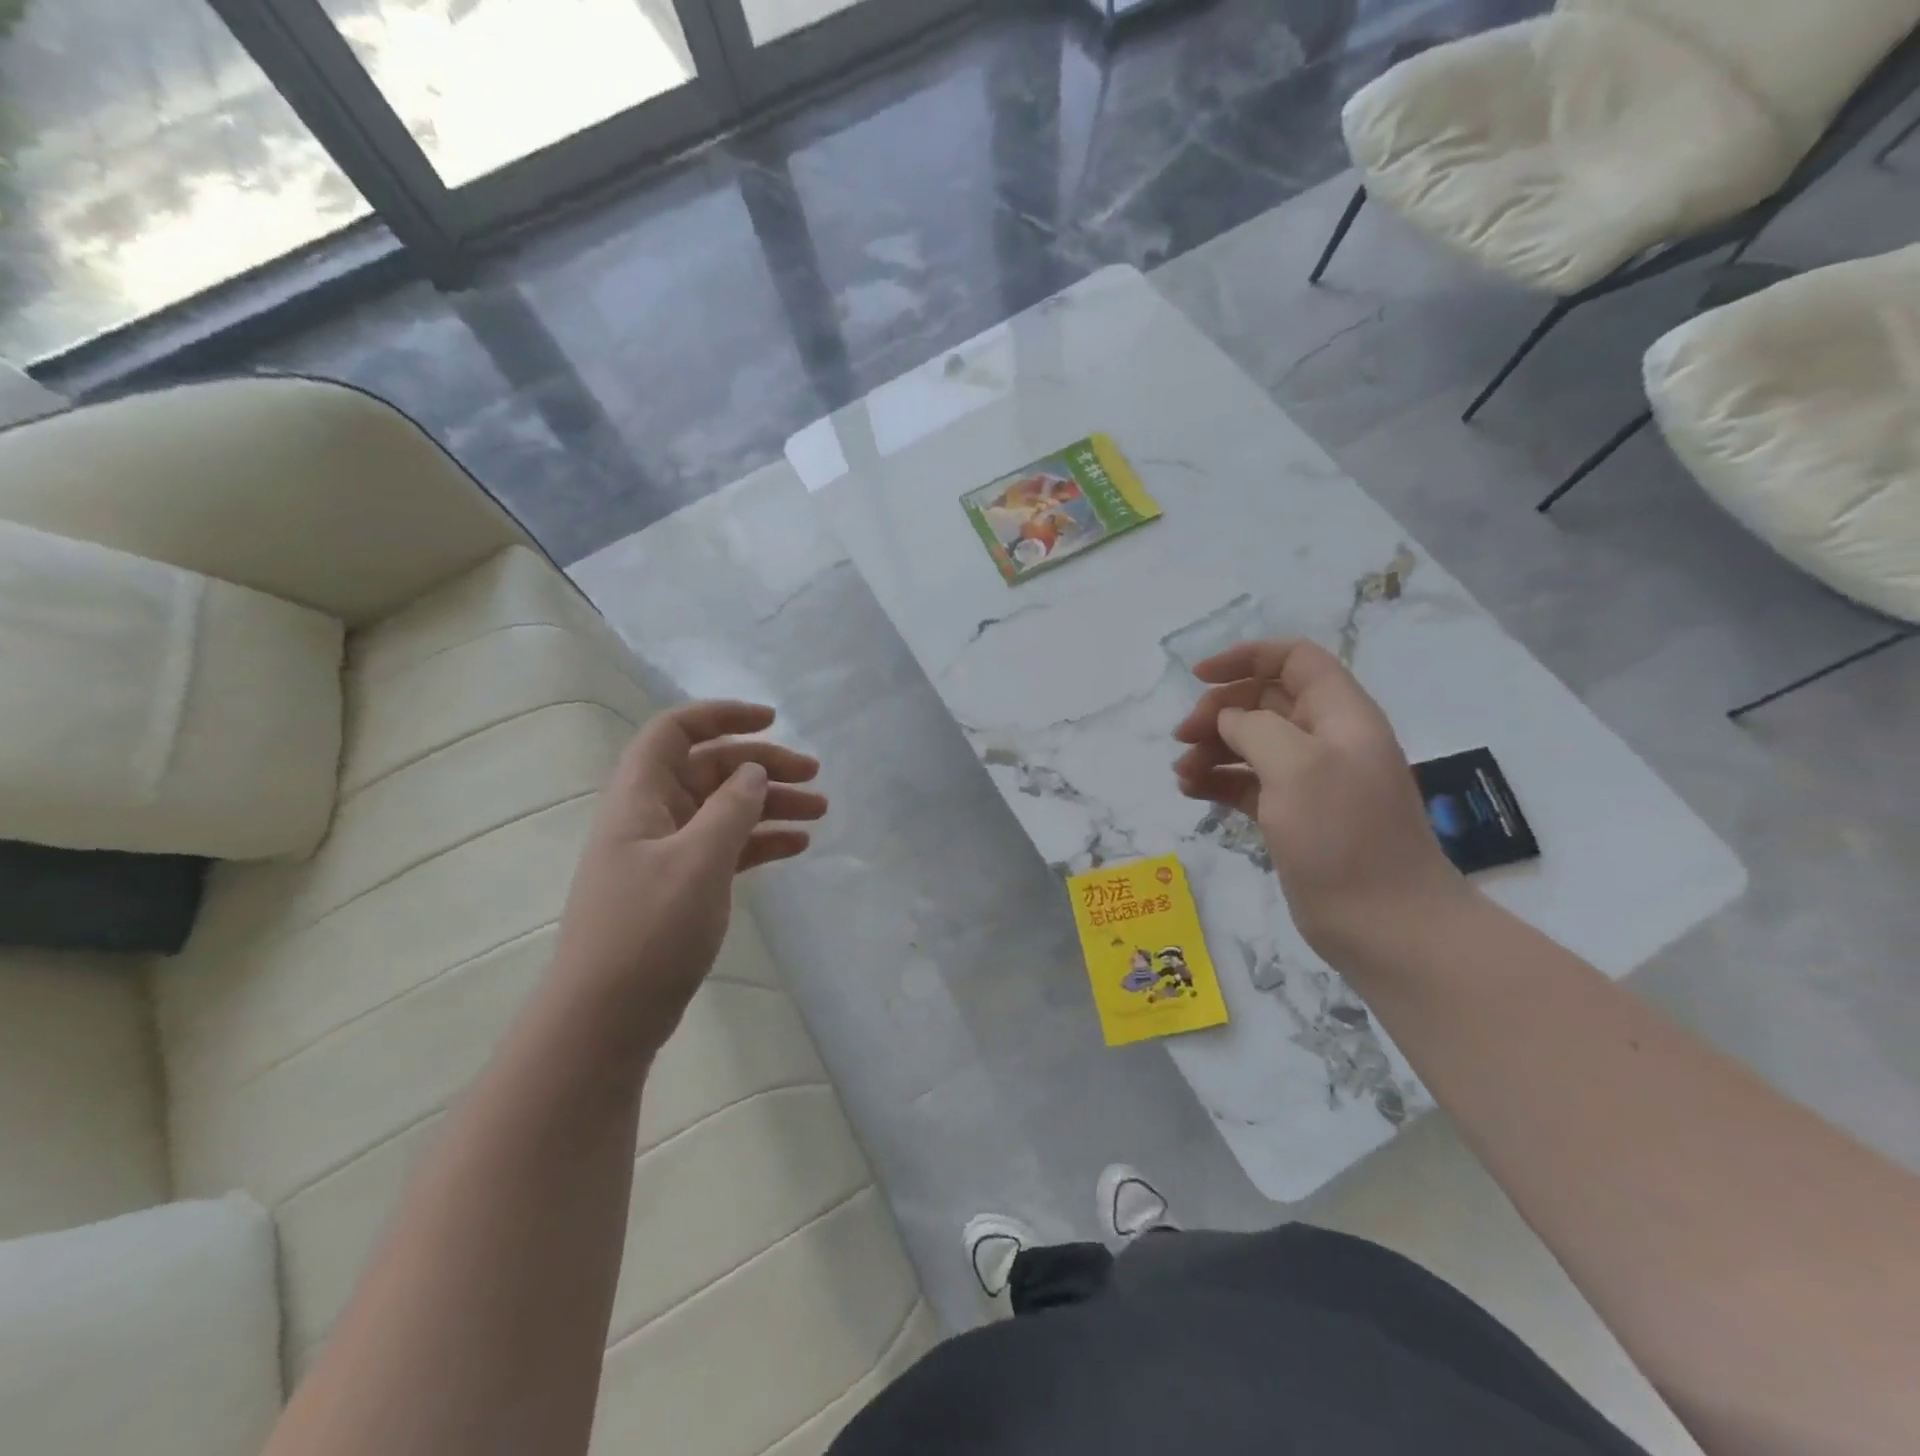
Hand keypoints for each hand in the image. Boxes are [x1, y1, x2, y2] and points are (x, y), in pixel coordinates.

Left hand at [551, 701, 824, 1053]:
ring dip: (770, 804)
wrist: (606, 1020)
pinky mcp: (682, 887)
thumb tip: (754, 771)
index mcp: (640, 797)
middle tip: (815, 775)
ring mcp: (667, 853)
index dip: (722, 715)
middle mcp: (652, 816)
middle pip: (711, 769)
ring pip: (725, 810)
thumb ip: (730, 809)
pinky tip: (796, 846)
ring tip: (819, 812)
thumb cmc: (648, 932)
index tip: (773, 721)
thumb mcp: (697, 862)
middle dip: (763, 765)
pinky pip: (727, 847)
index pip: (675, 731)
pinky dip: (760, 841)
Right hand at [1172, 640, 1464, 956]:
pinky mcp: (1293, 816)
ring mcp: (1309, 781)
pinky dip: (1218, 781)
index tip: (1198, 676)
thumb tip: (1228, 721)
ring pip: (1250, 744)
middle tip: (1182, 736)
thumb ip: (1255, 728)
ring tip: (1182, 773)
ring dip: (1212, 749)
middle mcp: (1325, 740)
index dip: (1246, 658)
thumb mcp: (1297, 766)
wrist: (1385, 923)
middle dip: (1218, 711)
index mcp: (1339, 715)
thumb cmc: (1343, 835)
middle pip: (1264, 702)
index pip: (1294, 660)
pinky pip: (1247, 783)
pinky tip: (1191, 791)